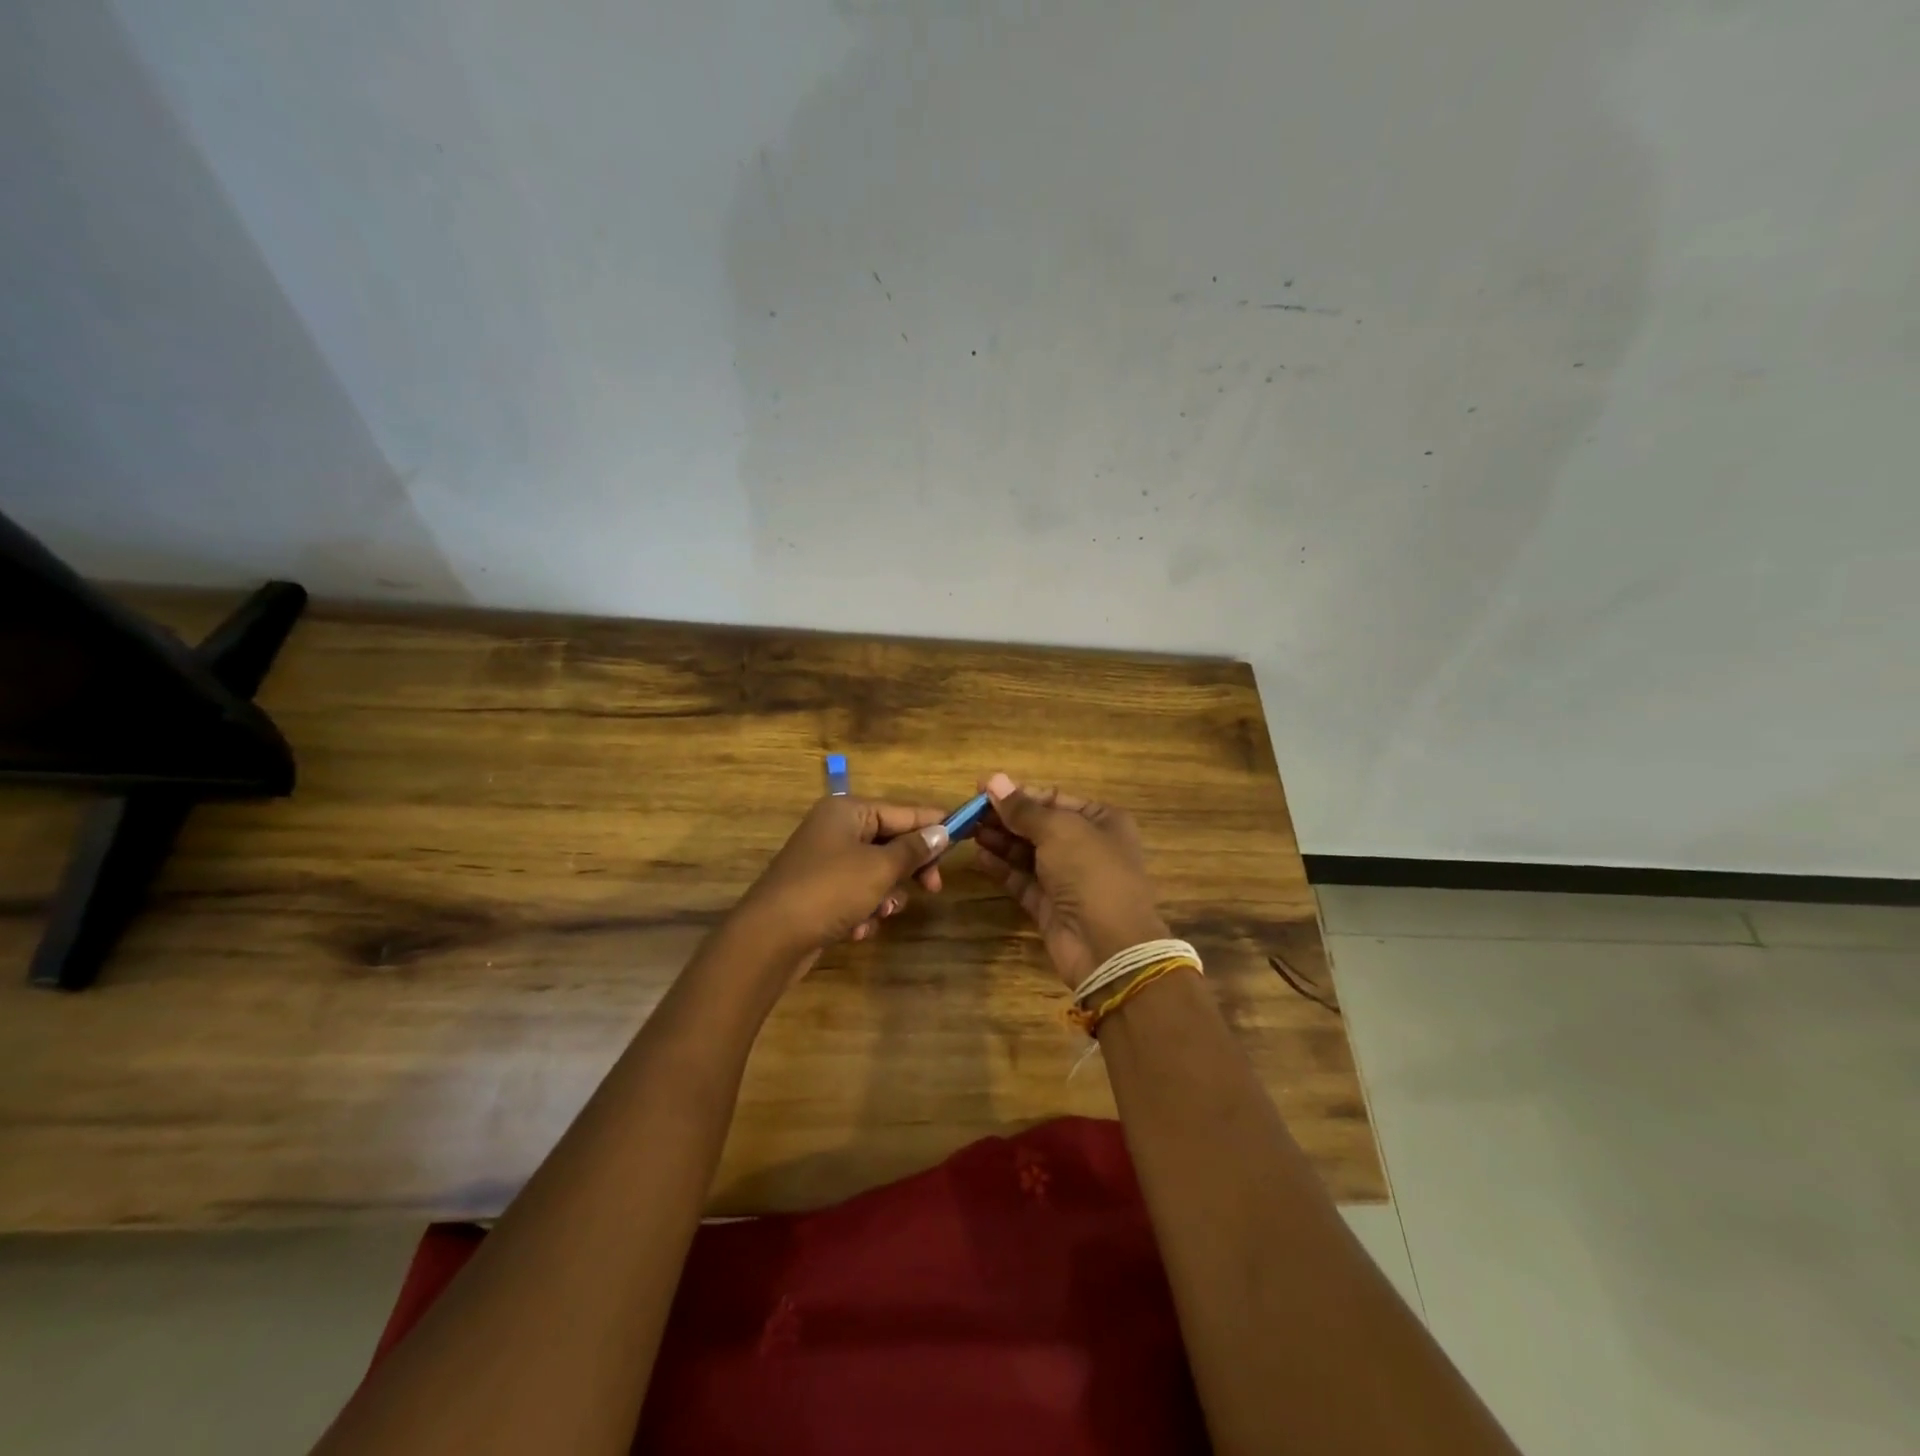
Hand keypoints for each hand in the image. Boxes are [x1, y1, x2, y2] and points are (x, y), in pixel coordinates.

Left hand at [733, 796, 949, 972]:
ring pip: (876, 872)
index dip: (934, 824)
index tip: (965, 836)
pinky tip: (856, 929)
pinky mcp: (819, 892)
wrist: (769, 939)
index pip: (903, 811)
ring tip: (881, 912)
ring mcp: (825, 861)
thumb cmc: (829, 890)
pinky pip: (856, 894)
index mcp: (847, 811)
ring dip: (885, 895)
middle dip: (910, 868)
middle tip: (932, 888)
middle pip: (891, 842)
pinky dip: (863, 911)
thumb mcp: (880, 868)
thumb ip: (914, 849)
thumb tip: (943, 831)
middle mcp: (835, 830)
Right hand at [972, 772, 1169, 990]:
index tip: (982, 789)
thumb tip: (993, 779)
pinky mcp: (1050, 906)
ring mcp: (1068, 878)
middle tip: (968, 812)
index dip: (1018, 793)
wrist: (1108, 945)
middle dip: (1005, 817)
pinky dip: (1002, 867)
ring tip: (968, 830)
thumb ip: (1023, 808)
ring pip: (1028, 852)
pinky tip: (979, 855)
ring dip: (1000, 840)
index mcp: (1101, 820)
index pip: (1053, 798)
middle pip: (1039, 825)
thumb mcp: (1058, 830)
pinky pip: (1022, 879)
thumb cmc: (1091, 872)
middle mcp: (1086, 846)